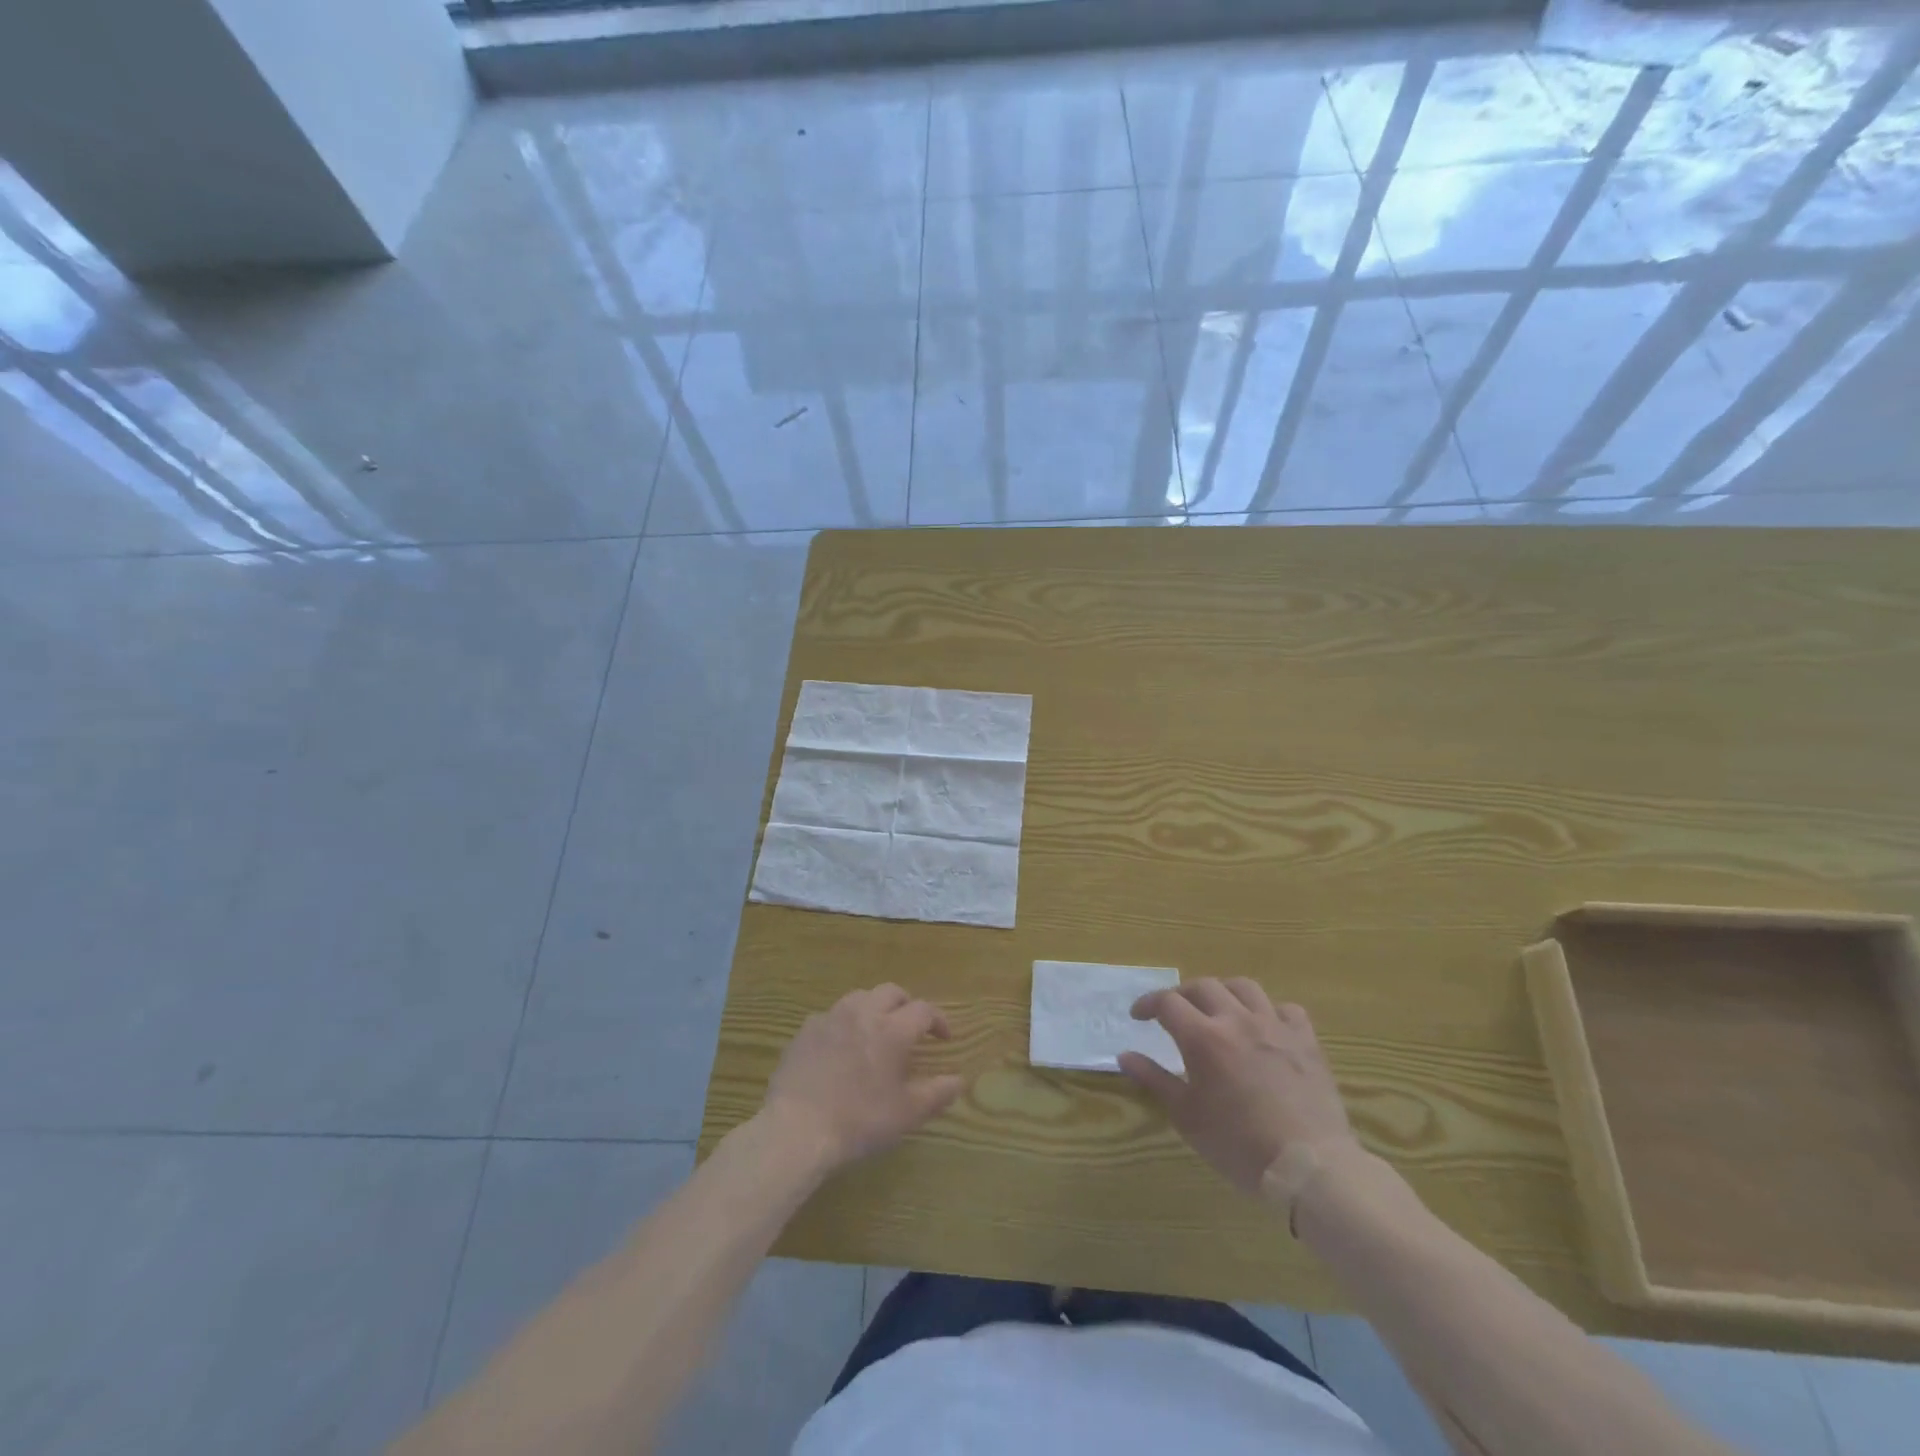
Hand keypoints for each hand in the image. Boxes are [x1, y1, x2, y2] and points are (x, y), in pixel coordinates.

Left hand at [761, 984, 967, 1171]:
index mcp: (892, 1030)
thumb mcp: (906, 1114)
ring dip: (875, 1007)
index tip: (944, 1037)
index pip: (924, 1010)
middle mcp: (863, 1013)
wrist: (796, 1129)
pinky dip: (844, 1023)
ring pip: (860, 997)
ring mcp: (831, 1018)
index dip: (938, 1020)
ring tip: (876, 1030)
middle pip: (891, 992)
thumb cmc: (859, 1121)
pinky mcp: (805, 1030)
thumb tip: (959, 1080)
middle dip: (906, 1004)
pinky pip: (832, 1015)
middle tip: (911, 1026)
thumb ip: (937, 1094)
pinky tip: (841, 1045)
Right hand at [1119, 979, 1355, 1193]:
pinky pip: (1286, 1009)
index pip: (1167, 1003)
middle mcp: (1237, 1020)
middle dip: (1182, 994)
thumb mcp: (1187, 1117)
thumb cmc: (1238, 1145)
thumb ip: (1154, 1079)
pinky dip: (1270, 1011)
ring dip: (1224, 992)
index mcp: (1203, 1037)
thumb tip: (1124, 1055)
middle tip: (1174, 1013)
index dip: (1148, 1004)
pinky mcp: (1306, 1041)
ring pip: (1244, 987)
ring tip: (1218, 1010)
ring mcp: (1275, 1026)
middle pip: (1203, 986)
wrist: (1309, 1166)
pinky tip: (1264, 1028)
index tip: (1138, 1016)